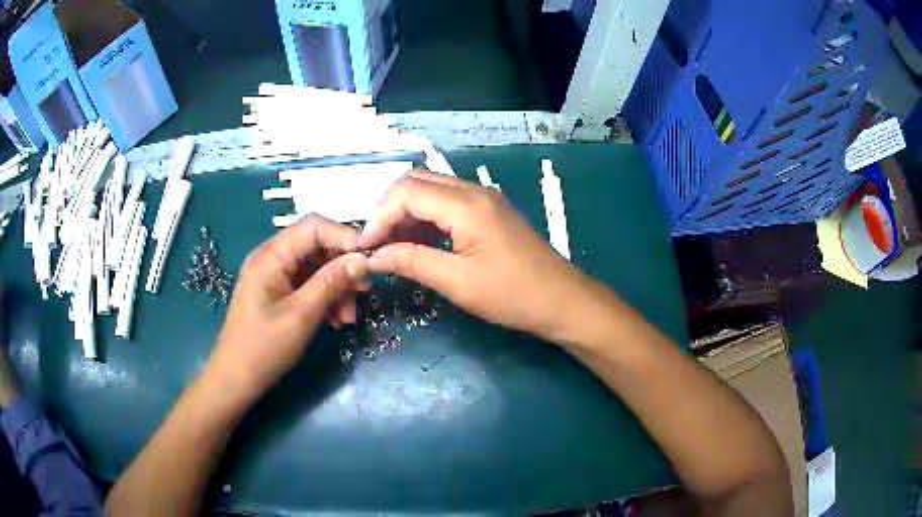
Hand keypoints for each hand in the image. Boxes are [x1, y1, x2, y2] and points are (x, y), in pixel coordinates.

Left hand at [208, 215, 368, 399]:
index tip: (371, 259)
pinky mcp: (277, 290)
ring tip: (348, 318)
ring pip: (316, 266)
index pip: (313, 226)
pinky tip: (335, 320)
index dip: (344, 236)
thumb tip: (362, 259)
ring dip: (336, 287)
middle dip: (342, 267)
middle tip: (364, 292)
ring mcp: (274, 274)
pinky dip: (325, 297)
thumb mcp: (301, 316)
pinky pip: (308, 283)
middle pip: (316, 246)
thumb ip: (331, 283)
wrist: (236, 379)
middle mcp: (272, 257)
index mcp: (271, 256)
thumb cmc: (264, 349)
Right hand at [360, 170, 599, 343]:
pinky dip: (426, 217)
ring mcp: (484, 198)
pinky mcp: (489, 210)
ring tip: (392, 246)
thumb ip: (412, 262)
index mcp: (466, 205)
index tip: (366, 247)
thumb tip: (373, 256)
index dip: (379, 217)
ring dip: (407, 212)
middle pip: (417, 182)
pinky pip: (448, 202)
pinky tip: (418, 242)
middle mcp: (474, 191)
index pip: (406, 192)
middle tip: (377, 244)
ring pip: (431, 190)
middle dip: (390, 209)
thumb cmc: (513, 295)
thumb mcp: (458, 282)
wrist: (563, 300)